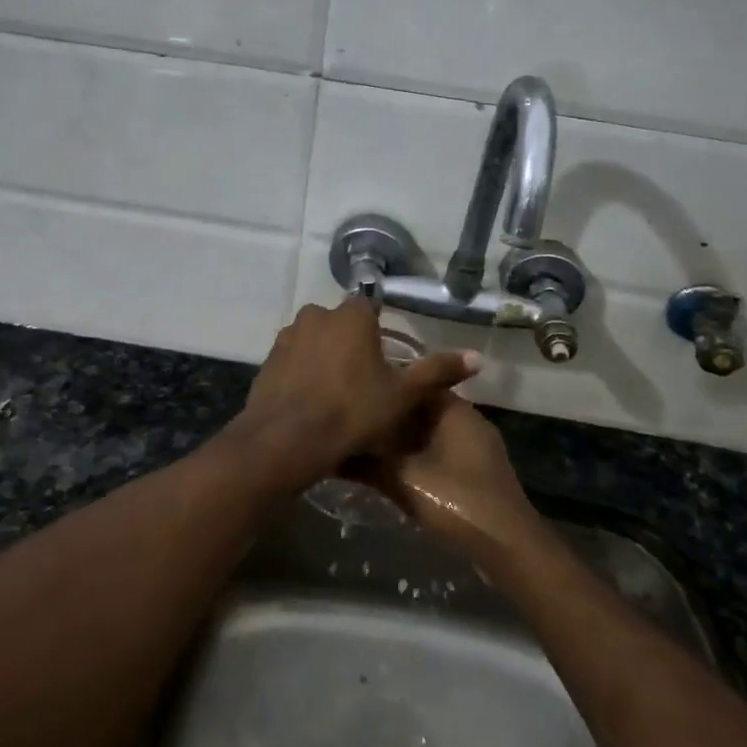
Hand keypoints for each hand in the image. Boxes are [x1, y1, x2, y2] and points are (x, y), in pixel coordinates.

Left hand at [237, 299, 479, 491]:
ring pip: (315, 340)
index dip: (379, 333)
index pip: (370, 307)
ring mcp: (288, 336)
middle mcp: (316, 315)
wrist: (287, 440)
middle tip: (363, 380)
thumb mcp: (402, 395)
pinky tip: (311, 401)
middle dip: (351, 344)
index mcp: (351, 315)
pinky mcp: (268, 359)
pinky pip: (294, 359)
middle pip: (341, 324)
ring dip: (325, 357)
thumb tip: (478, 356)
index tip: (384, 361)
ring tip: (336, 393)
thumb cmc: (352, 412)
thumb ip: (438, 371)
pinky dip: (302, 372)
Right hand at [363, 395, 540, 560]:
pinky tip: (393, 471)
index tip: (358, 393)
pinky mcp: (477, 473)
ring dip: (403, 441)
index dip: (387, 388)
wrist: (508, 548)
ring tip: (366, 445)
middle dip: (391, 417)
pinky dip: (417, 457)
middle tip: (355, 421)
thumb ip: (367, 464)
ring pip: (430, 434)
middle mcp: (468, 422)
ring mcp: (476, 449)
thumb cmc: (458, 501)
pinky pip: (440, 453)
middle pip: (422, 410)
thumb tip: (332, 453)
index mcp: (456, 411)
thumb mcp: (405, 480)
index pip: (417, 383)